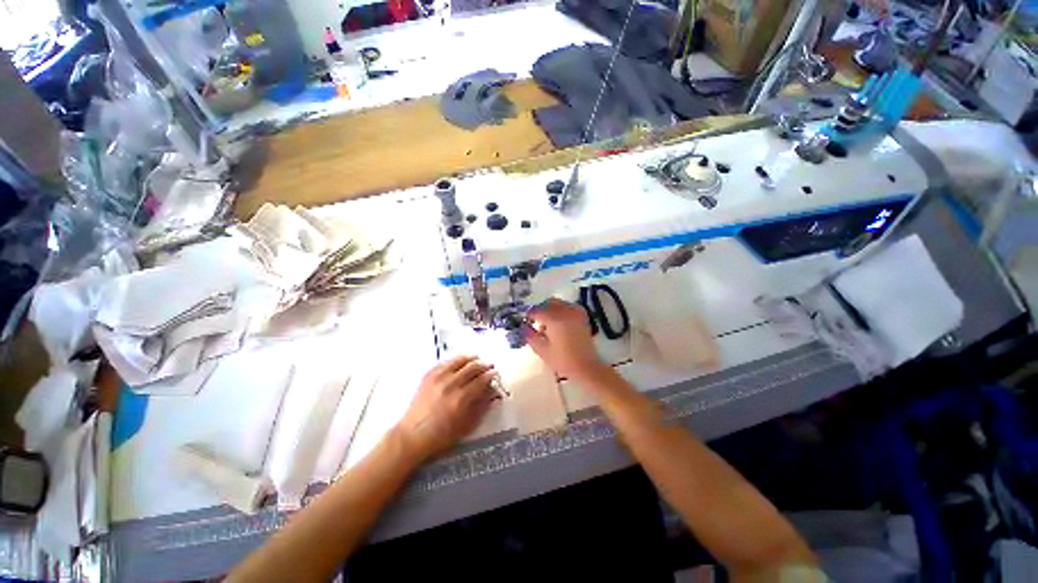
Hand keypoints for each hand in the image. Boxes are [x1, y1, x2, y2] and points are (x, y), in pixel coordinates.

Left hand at [395, 356, 495, 458]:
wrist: (414, 434)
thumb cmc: (442, 436)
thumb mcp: (467, 426)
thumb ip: (481, 408)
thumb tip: (491, 394)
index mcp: (461, 398)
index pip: (481, 381)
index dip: (490, 376)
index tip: (496, 374)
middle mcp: (449, 384)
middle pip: (470, 368)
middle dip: (482, 365)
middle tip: (489, 366)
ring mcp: (436, 378)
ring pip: (457, 361)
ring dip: (469, 359)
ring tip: (476, 359)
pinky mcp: (427, 377)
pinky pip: (443, 363)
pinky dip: (453, 361)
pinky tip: (458, 362)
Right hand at [523, 299, 609, 382]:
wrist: (585, 366)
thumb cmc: (562, 361)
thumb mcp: (542, 350)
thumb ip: (530, 335)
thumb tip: (523, 326)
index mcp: (555, 319)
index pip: (536, 311)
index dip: (528, 316)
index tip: (524, 323)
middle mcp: (566, 311)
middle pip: (548, 303)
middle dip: (540, 311)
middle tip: (535, 323)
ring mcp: (576, 312)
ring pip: (558, 304)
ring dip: (550, 310)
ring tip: (547, 327)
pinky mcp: (582, 316)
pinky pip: (568, 307)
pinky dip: (561, 311)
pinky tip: (558, 325)